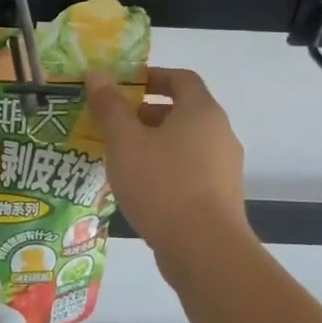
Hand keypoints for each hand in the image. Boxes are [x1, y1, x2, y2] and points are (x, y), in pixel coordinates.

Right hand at [86, 68, 251, 254]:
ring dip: (154, 143)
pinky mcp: (221, 196)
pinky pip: (189, 169)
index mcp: (201, 112)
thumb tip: (97, 74)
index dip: (152, 76)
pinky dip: (165, 167)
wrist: (204, 248)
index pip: (181, 78)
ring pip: (185, 143)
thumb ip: (110, 107)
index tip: (123, 86)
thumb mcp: (125, 142)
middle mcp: (219, 133)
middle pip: (182, 111)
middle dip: (146, 114)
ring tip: (121, 158)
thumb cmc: (162, 185)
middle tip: (113, 125)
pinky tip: (140, 187)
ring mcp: (224, 167)